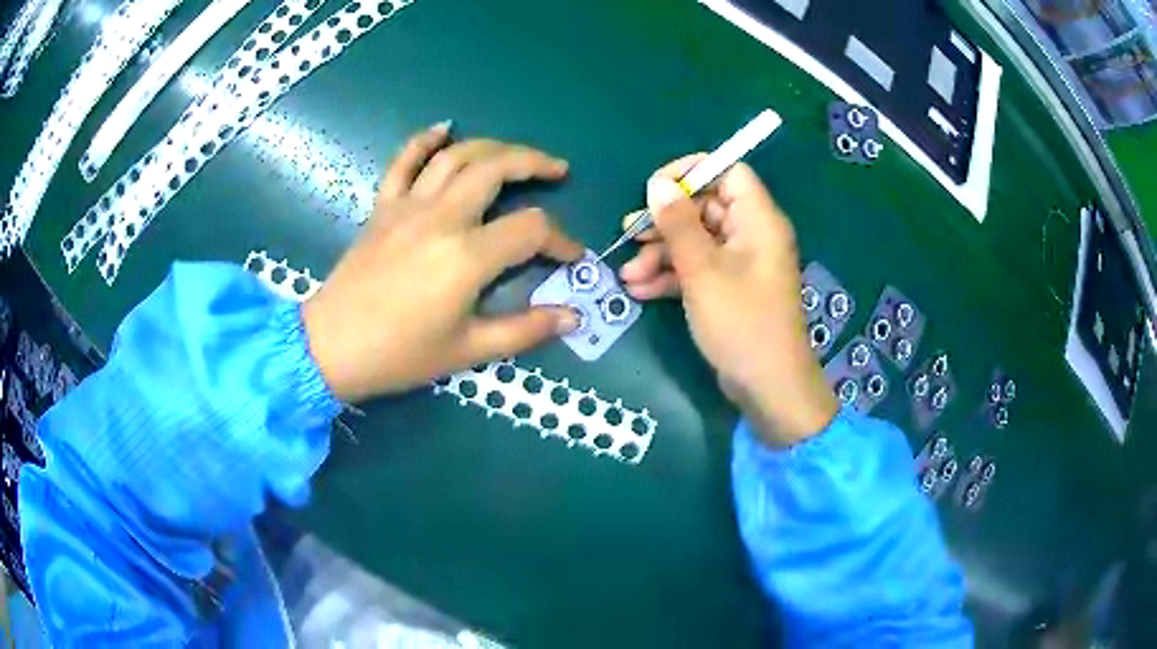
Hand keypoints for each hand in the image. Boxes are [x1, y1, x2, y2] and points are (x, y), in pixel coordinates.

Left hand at [301, 123, 583, 401]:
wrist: (332, 348)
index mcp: (467, 256)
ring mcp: (408, 207)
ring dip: (493, 146)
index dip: (560, 239)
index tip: (571, 256)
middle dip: (535, 163)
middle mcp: (441, 218)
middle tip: (557, 170)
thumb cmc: (400, 355)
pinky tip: (444, 127)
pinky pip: (403, 162)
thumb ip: (525, 330)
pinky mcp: (383, 207)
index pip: (531, 228)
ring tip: (516, 154)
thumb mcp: (468, 351)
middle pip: (497, 168)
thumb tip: (573, 317)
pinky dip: (424, 139)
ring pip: (456, 156)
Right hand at [619, 156, 836, 445]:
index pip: (728, 172)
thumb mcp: (702, 270)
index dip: (692, 173)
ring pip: (696, 241)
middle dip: (665, 222)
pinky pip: (699, 269)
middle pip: (705, 208)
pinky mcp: (730, 289)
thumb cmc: (740, 321)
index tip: (656, 188)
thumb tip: (658, 184)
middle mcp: (751, 235)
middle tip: (629, 234)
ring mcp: (740, 264)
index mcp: (757, 220)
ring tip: (627, 275)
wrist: (766, 385)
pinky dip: (671, 277)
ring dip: (660, 255)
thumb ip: (678, 223)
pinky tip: (639, 291)